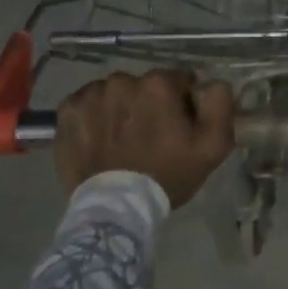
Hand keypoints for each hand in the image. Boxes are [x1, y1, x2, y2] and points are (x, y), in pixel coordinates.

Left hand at [55, 70, 234, 207]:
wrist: (117, 208)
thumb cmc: (168, 176)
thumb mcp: (213, 145)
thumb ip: (220, 103)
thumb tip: (211, 82)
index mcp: (158, 84)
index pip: (179, 80)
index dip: (182, 102)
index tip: (179, 126)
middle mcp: (122, 81)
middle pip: (145, 85)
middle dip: (150, 104)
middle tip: (151, 136)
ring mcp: (91, 95)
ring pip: (115, 93)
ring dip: (121, 108)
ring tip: (123, 139)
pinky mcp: (67, 111)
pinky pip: (87, 103)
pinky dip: (94, 115)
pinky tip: (100, 137)